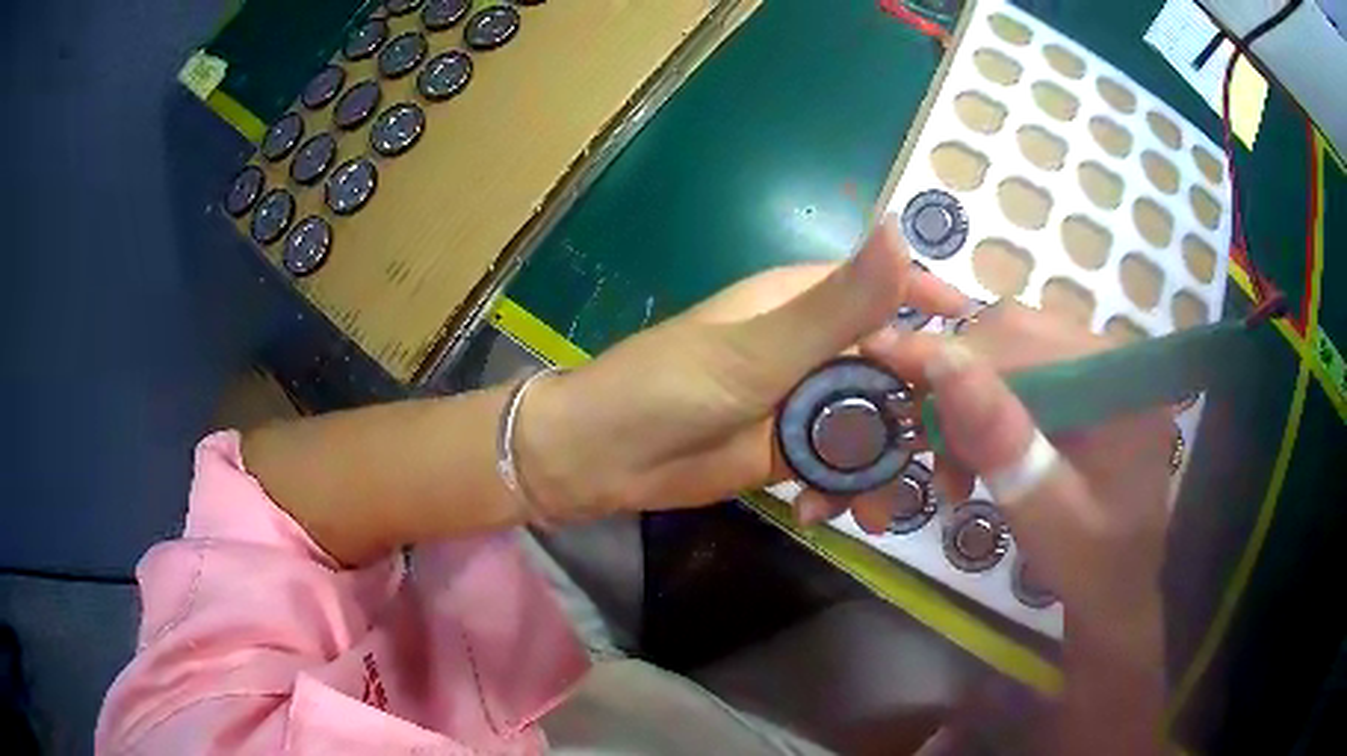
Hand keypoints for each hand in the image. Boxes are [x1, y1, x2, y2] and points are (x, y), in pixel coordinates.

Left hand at [516, 218, 964, 519]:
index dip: (943, 316)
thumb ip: (837, 305)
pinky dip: (846, 490)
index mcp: (808, 302)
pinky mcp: (792, 449)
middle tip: (953, 466)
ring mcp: (805, 401)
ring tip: (888, 509)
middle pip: (897, 368)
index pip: (894, 292)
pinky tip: (827, 517)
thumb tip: (903, 231)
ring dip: (887, 466)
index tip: (992, 358)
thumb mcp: (755, 351)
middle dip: (926, 415)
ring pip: (875, 424)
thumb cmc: (664, 389)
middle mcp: (816, 345)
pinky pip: (843, 464)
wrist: (601, 459)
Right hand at [861, 302, 1172, 623]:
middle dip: (957, 384)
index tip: (880, 358)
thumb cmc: (1091, 566)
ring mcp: (1097, 369)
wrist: (1120, 589)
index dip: (951, 352)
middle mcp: (1110, 358)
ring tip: (955, 463)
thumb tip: (941, 359)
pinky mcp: (1082, 387)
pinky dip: (984, 408)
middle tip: (927, 445)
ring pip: (1010, 350)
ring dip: (967, 399)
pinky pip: (1020, 372)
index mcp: (1118, 382)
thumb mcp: (1045, 515)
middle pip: (1015, 335)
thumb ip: (1001, 442)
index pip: (1024, 341)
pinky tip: (977, 452)